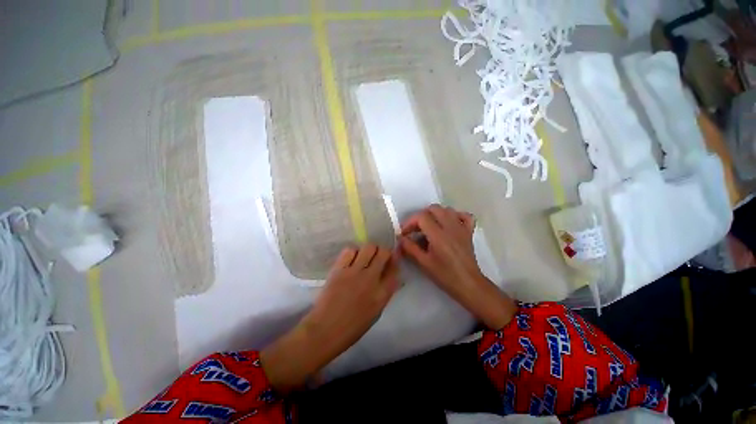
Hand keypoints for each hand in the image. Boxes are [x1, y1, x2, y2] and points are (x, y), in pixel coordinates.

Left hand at [261, 245, 398, 392]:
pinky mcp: (339, 269)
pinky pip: (349, 251)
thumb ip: (384, 292)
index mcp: (382, 294)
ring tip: (364, 257)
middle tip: (378, 256)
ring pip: (368, 248)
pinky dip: (353, 252)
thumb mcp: (376, 312)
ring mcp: (354, 272)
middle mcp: (371, 279)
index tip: (392, 258)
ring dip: (369, 250)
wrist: (325, 330)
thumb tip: (390, 276)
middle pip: (383, 253)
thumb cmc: (352, 327)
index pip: (394, 268)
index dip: (395, 260)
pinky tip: (350, 259)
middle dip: (383, 252)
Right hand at [398, 204, 515, 329]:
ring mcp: (461, 228)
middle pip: (433, 209)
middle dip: (421, 216)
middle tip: (415, 230)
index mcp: (438, 235)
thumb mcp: (424, 263)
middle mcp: (450, 227)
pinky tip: (449, 223)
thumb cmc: (445, 276)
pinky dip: (455, 216)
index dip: (410, 222)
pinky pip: (464, 216)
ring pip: (447, 210)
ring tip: (429, 227)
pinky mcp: (469, 231)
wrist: (468, 285)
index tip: (405, 233)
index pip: (421, 217)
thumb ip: (410, 248)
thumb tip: (401, 238)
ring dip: (435, 214)